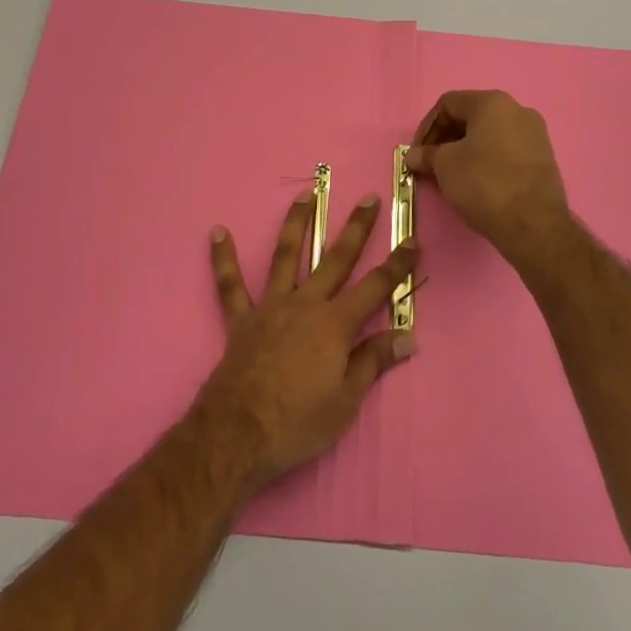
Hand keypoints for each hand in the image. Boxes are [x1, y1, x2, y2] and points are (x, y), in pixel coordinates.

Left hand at [196, 191, 416, 490]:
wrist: (239, 435)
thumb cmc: (299, 422)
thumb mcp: (347, 400)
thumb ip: (373, 362)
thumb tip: (407, 337)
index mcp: (335, 324)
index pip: (376, 287)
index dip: (397, 265)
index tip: (412, 240)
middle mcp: (306, 304)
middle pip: (336, 259)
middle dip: (356, 228)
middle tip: (368, 198)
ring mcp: (271, 307)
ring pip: (286, 256)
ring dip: (296, 224)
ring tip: (304, 195)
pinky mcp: (242, 320)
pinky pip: (230, 285)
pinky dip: (223, 259)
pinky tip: (218, 232)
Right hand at [408, 90, 571, 265]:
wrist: (534, 225)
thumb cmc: (484, 184)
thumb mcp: (445, 166)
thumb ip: (426, 154)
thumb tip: (412, 155)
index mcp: (493, 102)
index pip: (448, 104)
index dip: (427, 127)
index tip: (418, 153)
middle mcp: (518, 110)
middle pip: (471, 116)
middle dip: (446, 138)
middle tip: (431, 164)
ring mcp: (535, 134)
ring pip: (489, 134)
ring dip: (465, 150)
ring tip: (452, 175)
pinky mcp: (544, 158)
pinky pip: (507, 150)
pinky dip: (487, 160)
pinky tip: (477, 182)